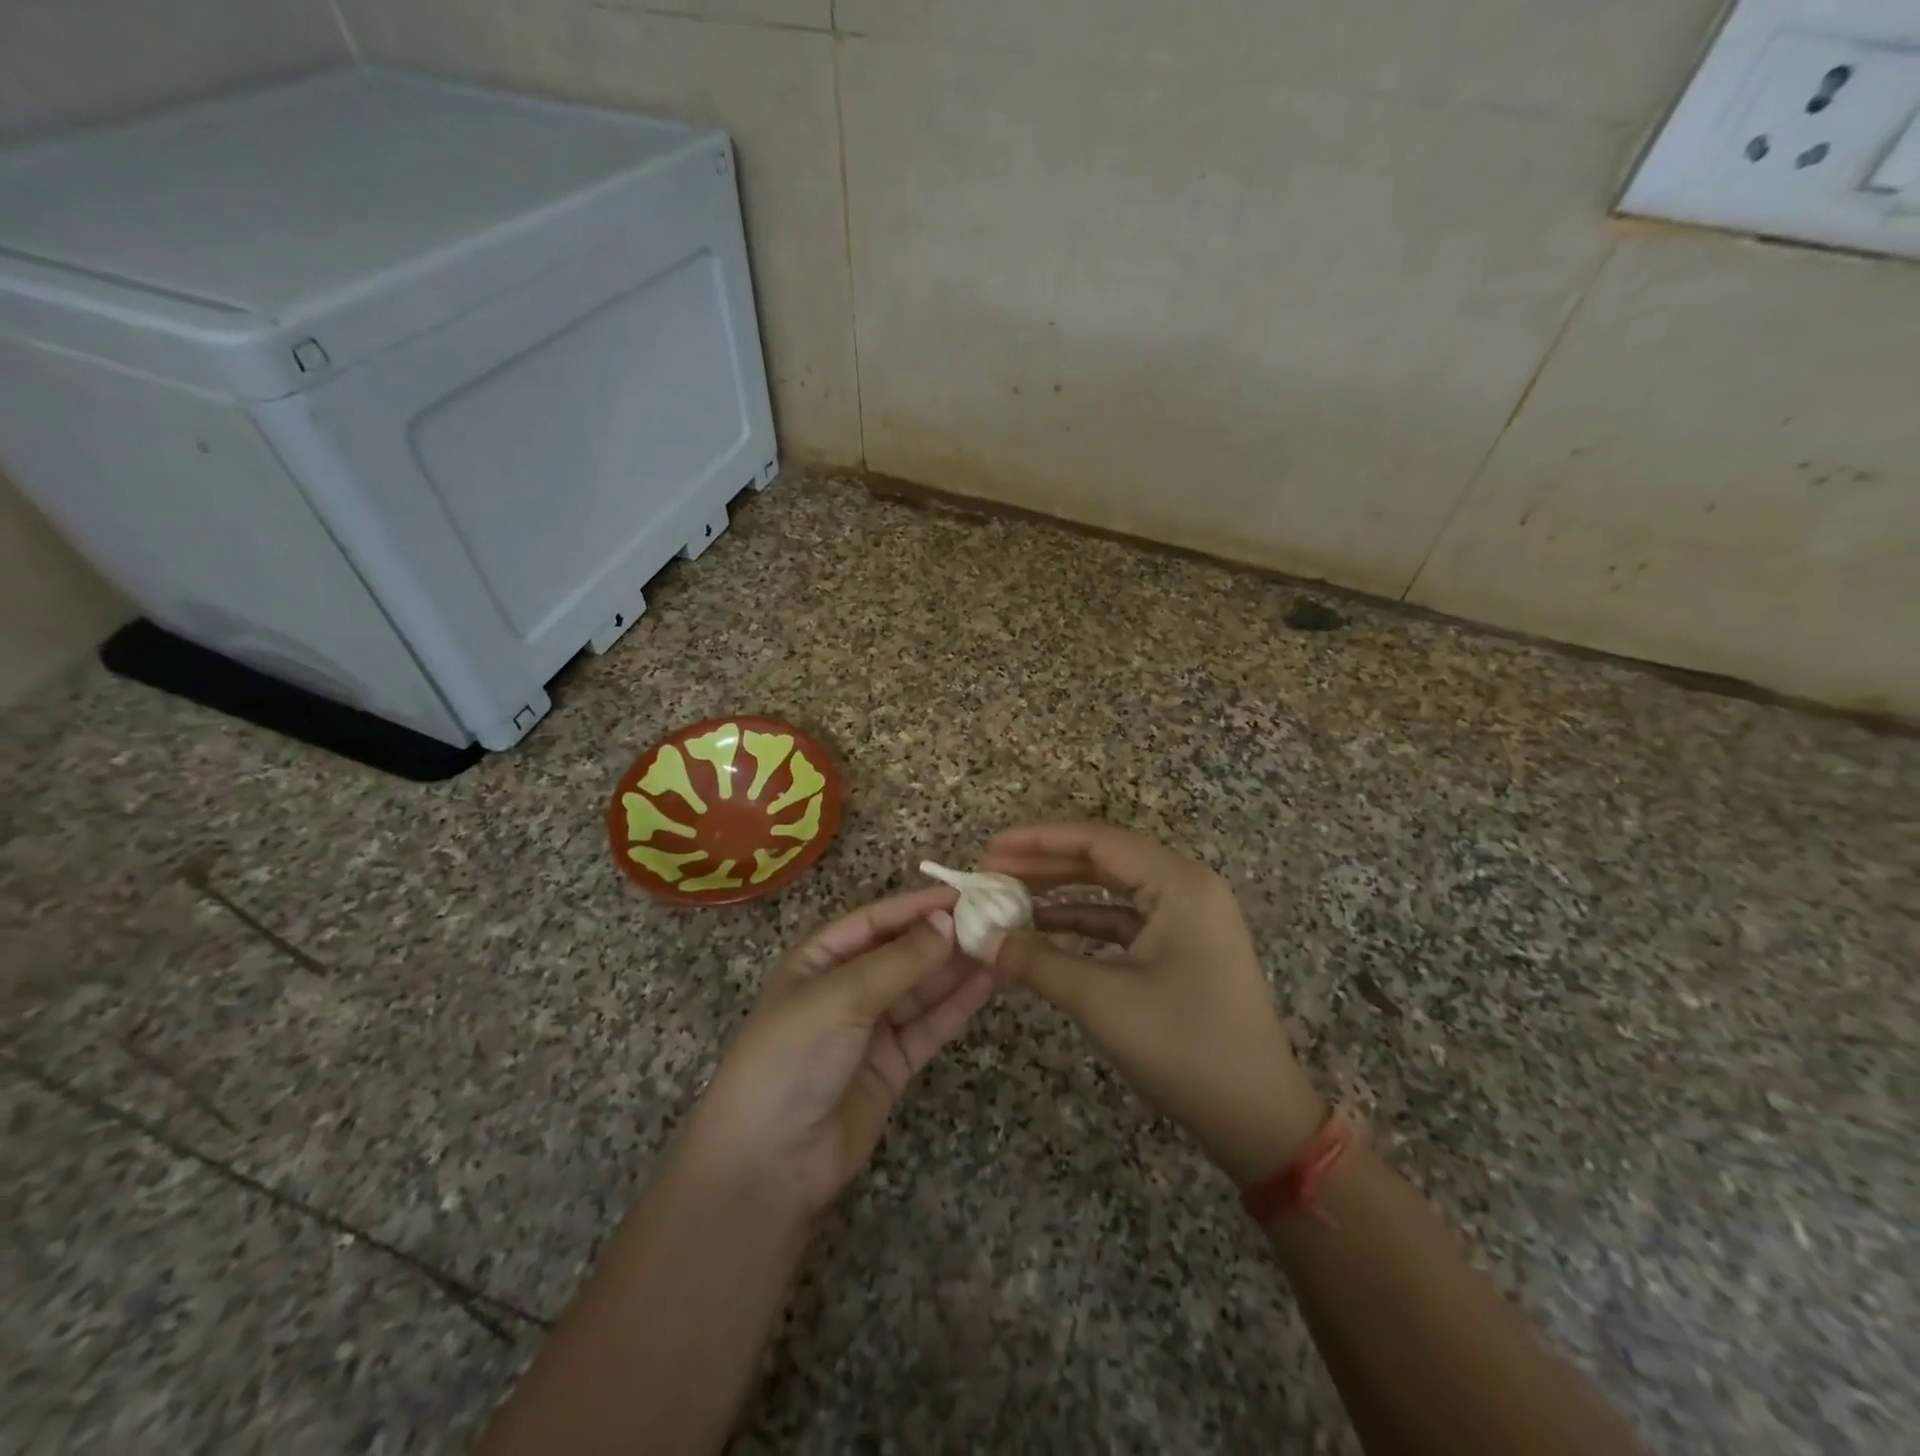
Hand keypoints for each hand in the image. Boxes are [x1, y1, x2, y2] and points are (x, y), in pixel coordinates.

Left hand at [675, 887, 996, 1220]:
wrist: (769, 1163)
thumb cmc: (793, 1057)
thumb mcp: (840, 998)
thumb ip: (899, 961)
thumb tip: (949, 921)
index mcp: (820, 958)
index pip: (876, 920)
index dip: (918, 906)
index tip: (966, 894)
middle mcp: (847, 986)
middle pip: (903, 952)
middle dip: (945, 936)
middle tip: (996, 919)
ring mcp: (872, 1027)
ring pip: (922, 987)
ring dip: (958, 967)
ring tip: (1003, 944)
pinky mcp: (894, 1064)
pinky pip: (930, 1025)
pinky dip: (958, 1004)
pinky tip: (989, 982)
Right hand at [981, 823, 1323, 1184]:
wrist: (1258, 1118)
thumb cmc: (1185, 1048)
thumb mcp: (1103, 1001)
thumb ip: (1037, 962)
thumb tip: (980, 938)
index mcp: (1179, 884)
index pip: (1098, 841)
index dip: (1039, 841)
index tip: (991, 848)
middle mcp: (1186, 888)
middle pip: (1104, 860)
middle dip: (1045, 865)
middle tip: (992, 871)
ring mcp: (1187, 918)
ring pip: (1112, 890)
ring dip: (1060, 894)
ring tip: (1008, 899)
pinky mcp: (1181, 947)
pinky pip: (1123, 921)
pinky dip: (1083, 924)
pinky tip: (1043, 931)